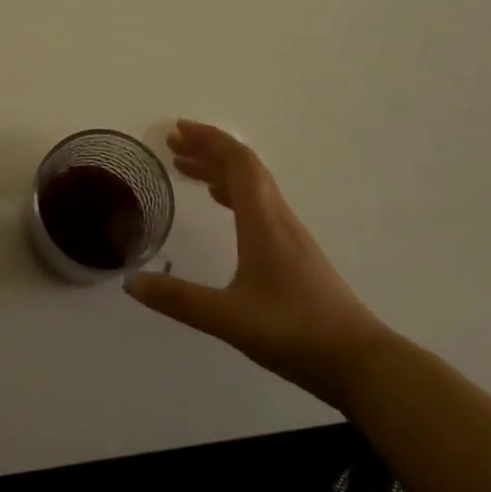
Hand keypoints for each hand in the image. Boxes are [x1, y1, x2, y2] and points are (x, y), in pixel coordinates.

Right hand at [124, 120, 388, 393]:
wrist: (360, 361)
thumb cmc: (294, 333)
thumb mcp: (229, 318)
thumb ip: (179, 300)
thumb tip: (130, 283)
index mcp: (263, 221)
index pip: (238, 162)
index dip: (208, 140)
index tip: (178, 130)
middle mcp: (278, 217)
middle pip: (244, 167)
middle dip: (208, 150)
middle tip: (173, 145)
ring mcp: (290, 234)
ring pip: (253, 185)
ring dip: (219, 170)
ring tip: (186, 170)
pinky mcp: (295, 252)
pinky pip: (259, 204)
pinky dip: (233, 193)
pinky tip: (221, 205)